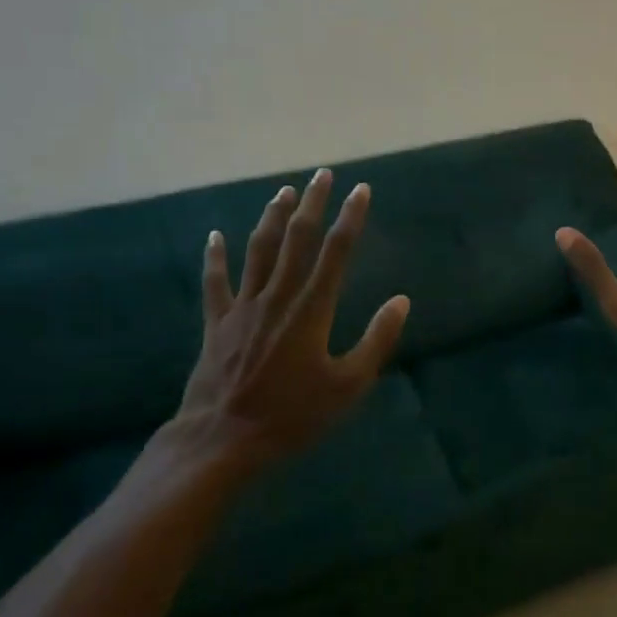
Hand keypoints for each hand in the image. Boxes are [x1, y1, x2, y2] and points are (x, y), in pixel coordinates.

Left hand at [162, 170, 409, 479]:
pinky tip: (215, 236)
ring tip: (283, 191)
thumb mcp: (348, 386)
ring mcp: (243, 307)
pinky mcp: (216, 324)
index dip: (351, 218)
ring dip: (271, 218)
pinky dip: (215, 257)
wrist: (221, 441)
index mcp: (312, 309)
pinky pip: (215, 282)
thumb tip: (401, 301)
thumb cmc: (292, 416)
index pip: (337, 251)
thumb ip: (376, 340)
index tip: (361, 190)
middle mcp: (278, 297)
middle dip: (312, 203)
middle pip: (297, 239)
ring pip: (258, 251)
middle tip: (322, 174)